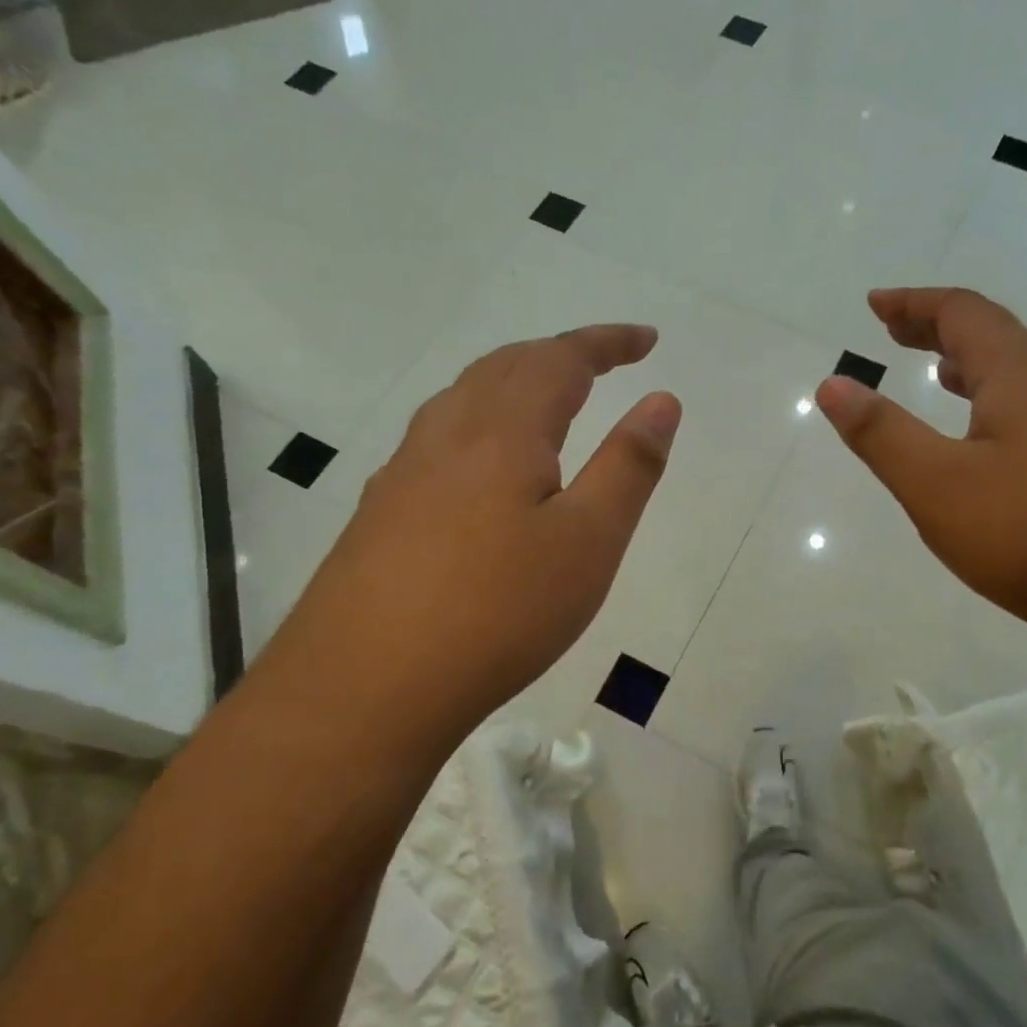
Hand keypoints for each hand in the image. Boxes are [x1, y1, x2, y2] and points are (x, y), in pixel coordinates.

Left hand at [258, 326, 679, 750]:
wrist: (364, 687)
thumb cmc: (498, 612)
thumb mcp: (588, 543)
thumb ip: (628, 467)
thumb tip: (661, 400)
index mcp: (501, 432)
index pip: (560, 360)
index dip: (607, 342)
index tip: (647, 339)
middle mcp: (446, 435)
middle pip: (505, 367)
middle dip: (560, 354)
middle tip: (603, 363)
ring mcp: (403, 472)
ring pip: (464, 398)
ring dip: (513, 382)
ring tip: (548, 399)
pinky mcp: (380, 512)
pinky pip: (439, 438)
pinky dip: (480, 422)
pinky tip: (482, 465)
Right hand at [815, 288, 1026, 651]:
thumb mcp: (937, 485)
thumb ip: (881, 434)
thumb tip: (832, 384)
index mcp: (1023, 374)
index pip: (963, 313)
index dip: (914, 304)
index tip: (876, 303)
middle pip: (998, 337)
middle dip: (941, 330)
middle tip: (898, 333)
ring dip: (977, 367)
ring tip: (943, 377)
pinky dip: (1004, 404)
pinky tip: (996, 444)